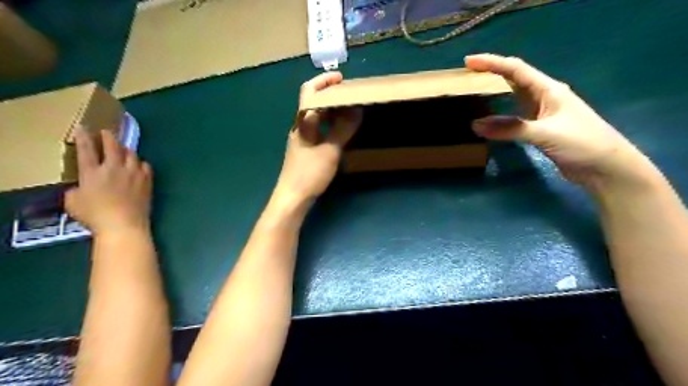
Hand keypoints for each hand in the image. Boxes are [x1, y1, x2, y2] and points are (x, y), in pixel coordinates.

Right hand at [65, 130, 151, 235]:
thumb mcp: (73, 202)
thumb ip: (76, 190)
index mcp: (92, 172)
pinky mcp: (147, 181)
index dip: (84, 138)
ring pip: (131, 154)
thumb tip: (81, 187)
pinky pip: (146, 166)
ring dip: (126, 149)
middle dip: (108, 137)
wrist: (124, 224)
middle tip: (106, 132)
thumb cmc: (95, 216)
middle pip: (112, 147)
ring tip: (123, 148)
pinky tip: (139, 165)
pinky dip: (141, 163)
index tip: (83, 128)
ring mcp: (133, 173)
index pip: (86, 150)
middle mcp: (114, 168)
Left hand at [274, 70, 361, 206]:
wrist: (292, 197)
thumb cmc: (309, 172)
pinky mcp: (305, 150)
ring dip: (332, 111)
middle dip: (331, 96)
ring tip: (350, 110)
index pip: (310, 91)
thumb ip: (343, 129)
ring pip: (317, 117)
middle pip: (314, 103)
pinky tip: (341, 131)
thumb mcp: (330, 150)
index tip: (341, 79)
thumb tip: (356, 109)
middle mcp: (300, 126)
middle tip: (351, 95)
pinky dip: (330, 125)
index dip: (324, 81)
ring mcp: (302, 139)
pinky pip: (319, 130)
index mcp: (303, 122)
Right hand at [464, 53, 650, 190]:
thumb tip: (475, 125)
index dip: (492, 63)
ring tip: (474, 92)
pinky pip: (514, 117)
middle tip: (467, 75)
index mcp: (549, 90)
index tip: (468, 61)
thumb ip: (510, 129)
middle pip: (514, 79)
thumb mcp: (545, 133)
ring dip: (495, 92)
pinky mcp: (539, 129)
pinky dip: (499, 116)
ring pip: (514, 97)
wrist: (605, 167)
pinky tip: (489, 117)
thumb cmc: (582, 143)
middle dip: (491, 74)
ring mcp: (542, 113)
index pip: (516, 69)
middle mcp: (544, 97)